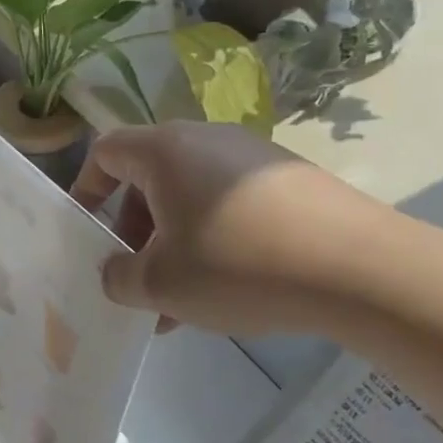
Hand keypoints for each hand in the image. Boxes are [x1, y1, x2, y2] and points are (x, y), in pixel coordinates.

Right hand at [70, 121, 394, 335]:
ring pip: (190, 197)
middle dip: (132, 230)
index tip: (86, 231)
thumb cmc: (237, 266)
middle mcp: (208, 139)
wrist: (357, 268)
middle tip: (134, 278)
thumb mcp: (160, 284)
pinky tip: (223, 292)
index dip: (85, 189)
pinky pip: (229, 205)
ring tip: (176, 303)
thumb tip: (115, 272)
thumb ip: (119, 279)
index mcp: (166, 151)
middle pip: (148, 177)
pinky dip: (211, 241)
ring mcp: (254, 157)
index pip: (106, 151)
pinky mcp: (288, 181)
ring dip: (171, 244)